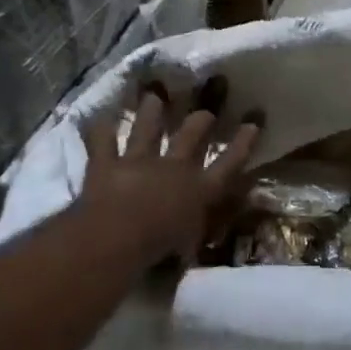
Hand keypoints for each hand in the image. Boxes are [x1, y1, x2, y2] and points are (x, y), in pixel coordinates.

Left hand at [79, 76, 263, 265]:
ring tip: (154, 96)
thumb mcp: (189, 249)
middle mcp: (173, 169)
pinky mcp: (106, 165)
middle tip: (205, 112)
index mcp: (199, 190)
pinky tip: (98, 116)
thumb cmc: (159, 252)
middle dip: (200, 122)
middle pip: (191, 137)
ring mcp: (139, 163)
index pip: (228, 164)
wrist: (116, 239)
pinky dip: (99, 128)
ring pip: (146, 129)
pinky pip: (101, 141)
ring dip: (151, 112)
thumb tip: (202, 241)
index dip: (242, 144)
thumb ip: (195, 238)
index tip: (252, 124)